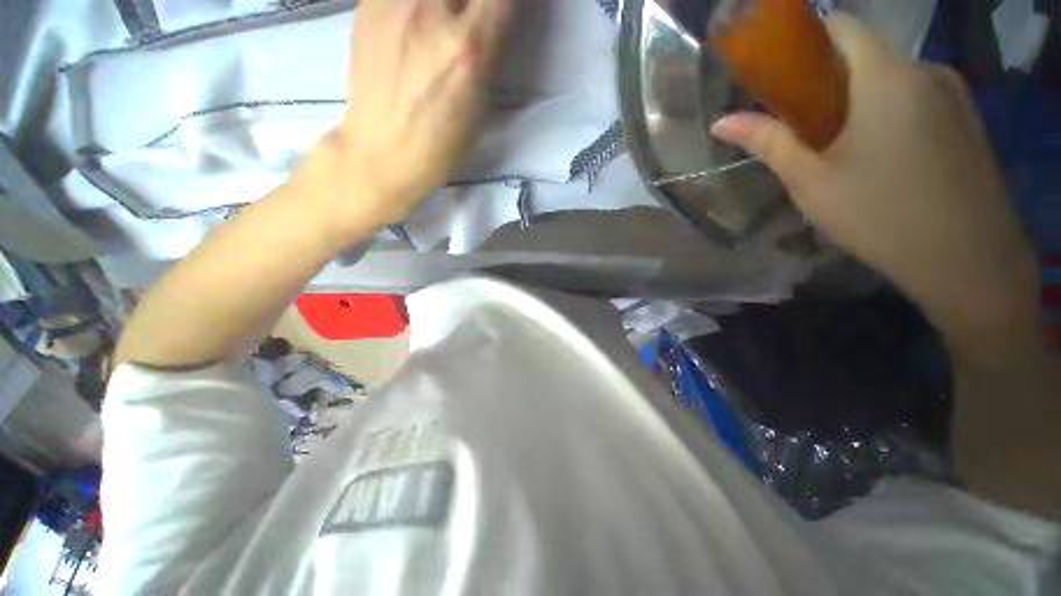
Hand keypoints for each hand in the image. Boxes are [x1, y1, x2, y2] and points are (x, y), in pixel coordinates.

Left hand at [316, 0, 512, 232]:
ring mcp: (392, 2)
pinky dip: (415, 4)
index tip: (502, 12)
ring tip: (443, 23)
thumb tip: (494, 16)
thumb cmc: (440, 144)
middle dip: (475, 1)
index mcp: (469, 49)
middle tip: (471, 18)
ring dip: (447, 4)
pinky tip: (414, 20)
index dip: (509, 2)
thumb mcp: (479, 105)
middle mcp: (431, 12)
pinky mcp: (367, 4)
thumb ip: (489, 51)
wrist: (381, 153)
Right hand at [711, 13, 1038, 343]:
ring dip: (858, 98)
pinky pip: (916, 96)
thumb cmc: (882, 216)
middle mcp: (925, 70)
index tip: (779, 78)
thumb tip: (721, 122)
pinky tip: (881, 156)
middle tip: (802, 126)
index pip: (840, 27)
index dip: (804, 43)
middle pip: (865, 54)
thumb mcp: (811, 181)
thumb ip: (768, 142)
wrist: (969, 261)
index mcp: (886, 76)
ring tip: (839, 148)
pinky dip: (889, 111)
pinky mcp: (966, 118)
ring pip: (891, 77)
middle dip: (827, 80)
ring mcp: (953, 93)